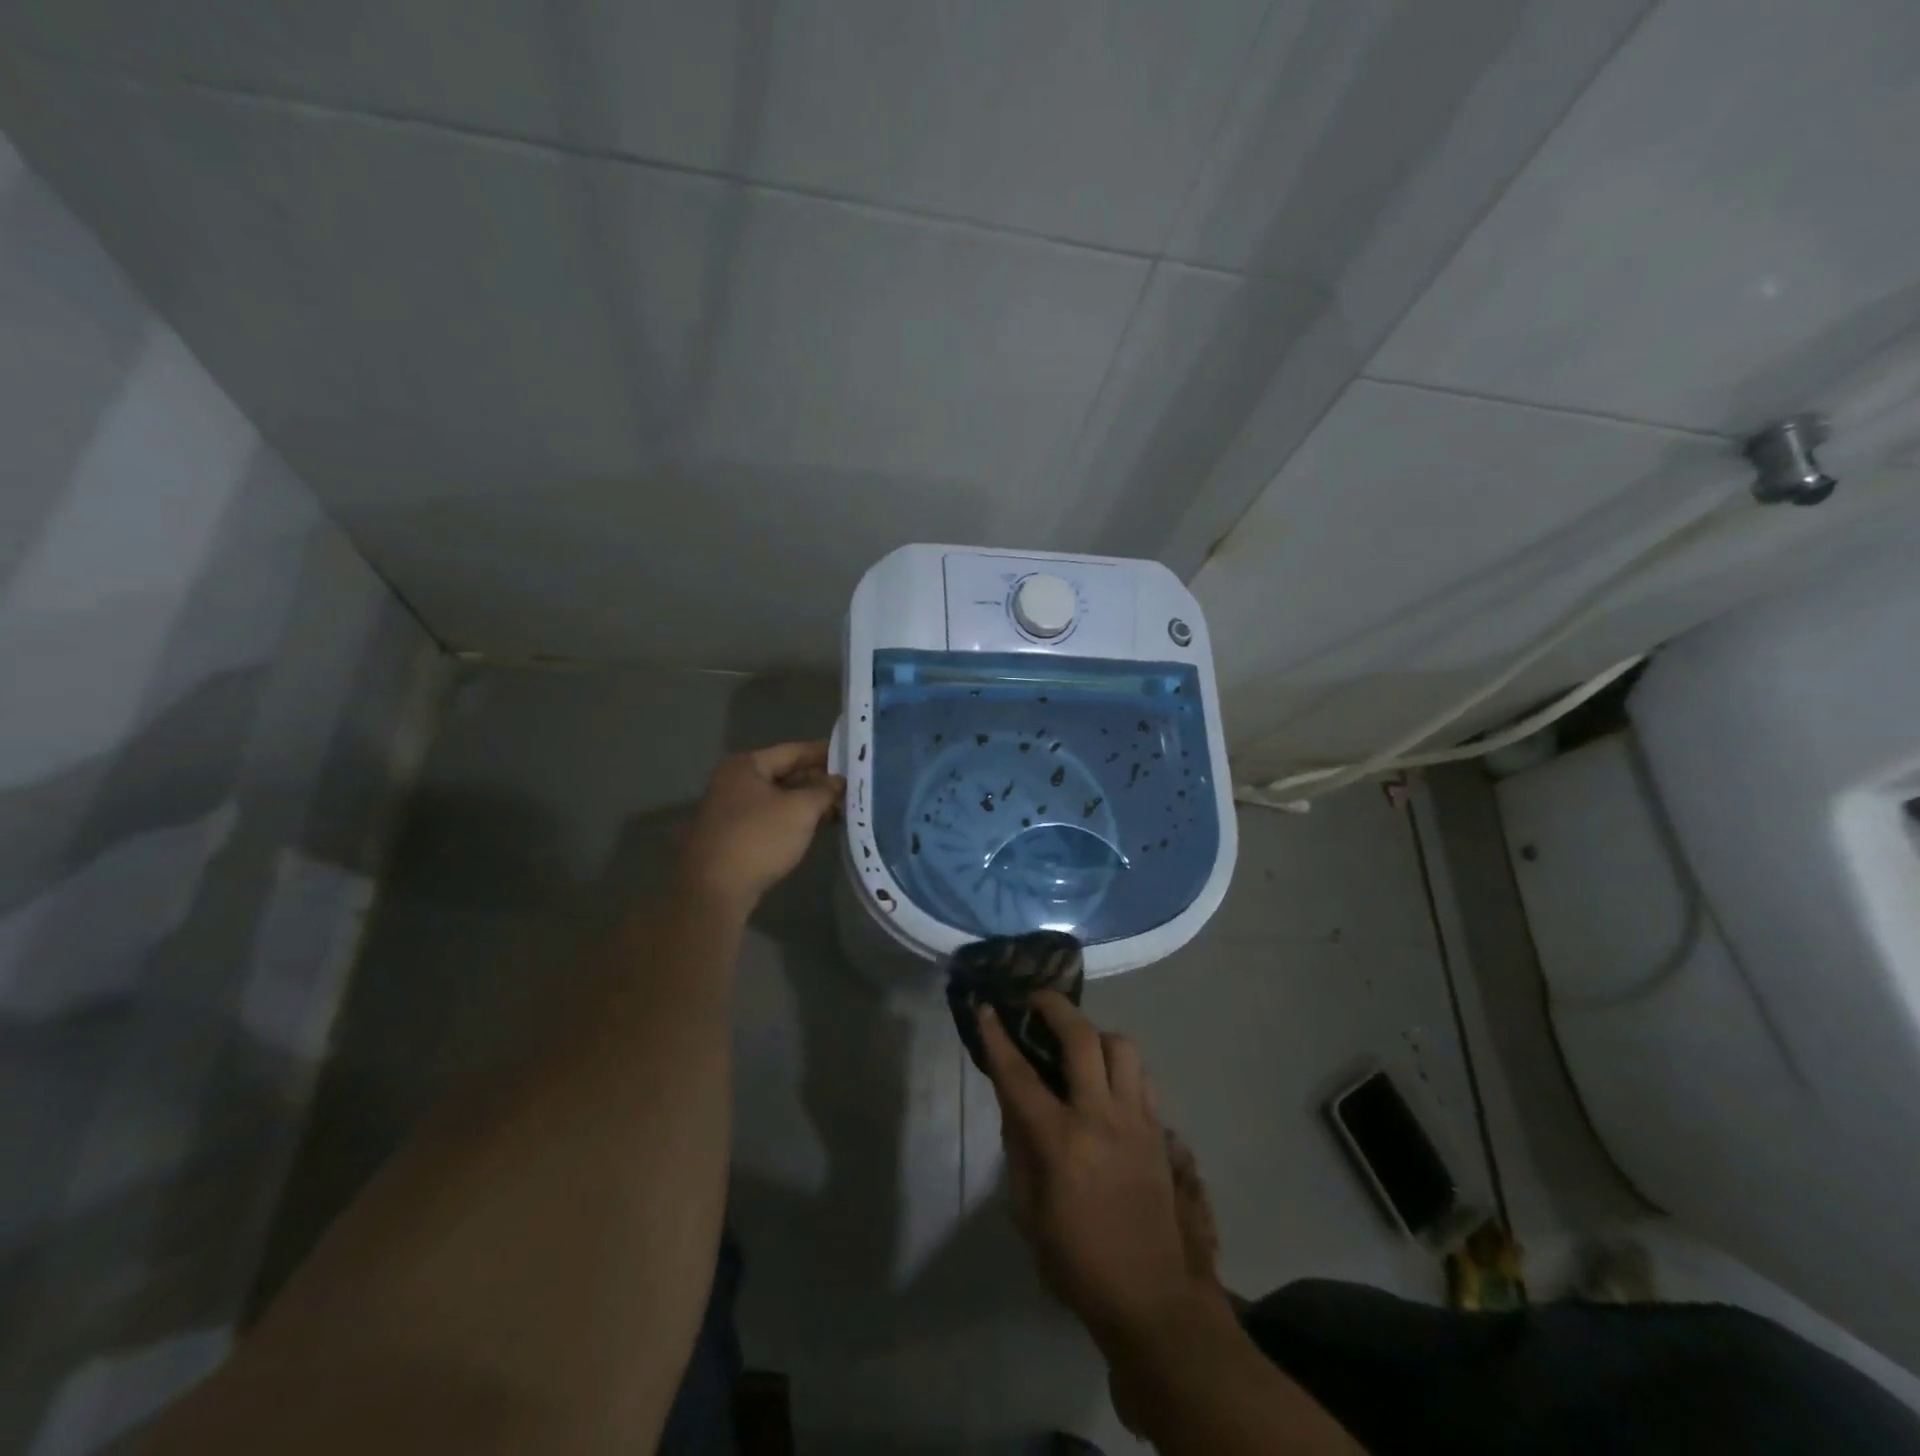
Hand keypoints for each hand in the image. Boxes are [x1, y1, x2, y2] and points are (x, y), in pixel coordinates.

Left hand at [678, 741, 843, 913]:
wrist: (715, 890)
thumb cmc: (759, 838)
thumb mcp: (800, 810)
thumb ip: (824, 790)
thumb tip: (839, 781)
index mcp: (746, 766)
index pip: (794, 751)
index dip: (824, 752)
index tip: (852, 755)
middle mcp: (735, 781)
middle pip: (786, 773)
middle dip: (819, 780)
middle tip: (852, 784)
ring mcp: (733, 809)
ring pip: (781, 798)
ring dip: (810, 802)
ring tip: (844, 806)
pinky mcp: (736, 835)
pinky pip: (773, 818)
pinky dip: (796, 819)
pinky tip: (820, 825)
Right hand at [979, 993, 1216, 1353]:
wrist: (1152, 1297)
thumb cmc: (1076, 1260)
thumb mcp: (1028, 1212)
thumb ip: (1018, 1147)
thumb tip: (1014, 1102)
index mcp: (1060, 1141)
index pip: (1019, 1075)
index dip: (997, 1037)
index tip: (986, 1008)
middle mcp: (1101, 1117)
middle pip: (1082, 1038)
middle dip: (1055, 1007)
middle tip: (1037, 1000)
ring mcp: (1137, 1120)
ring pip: (1122, 1047)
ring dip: (1096, 1035)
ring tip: (1079, 1044)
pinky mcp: (1160, 1131)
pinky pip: (1142, 1077)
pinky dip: (1122, 1067)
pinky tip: (1109, 1082)